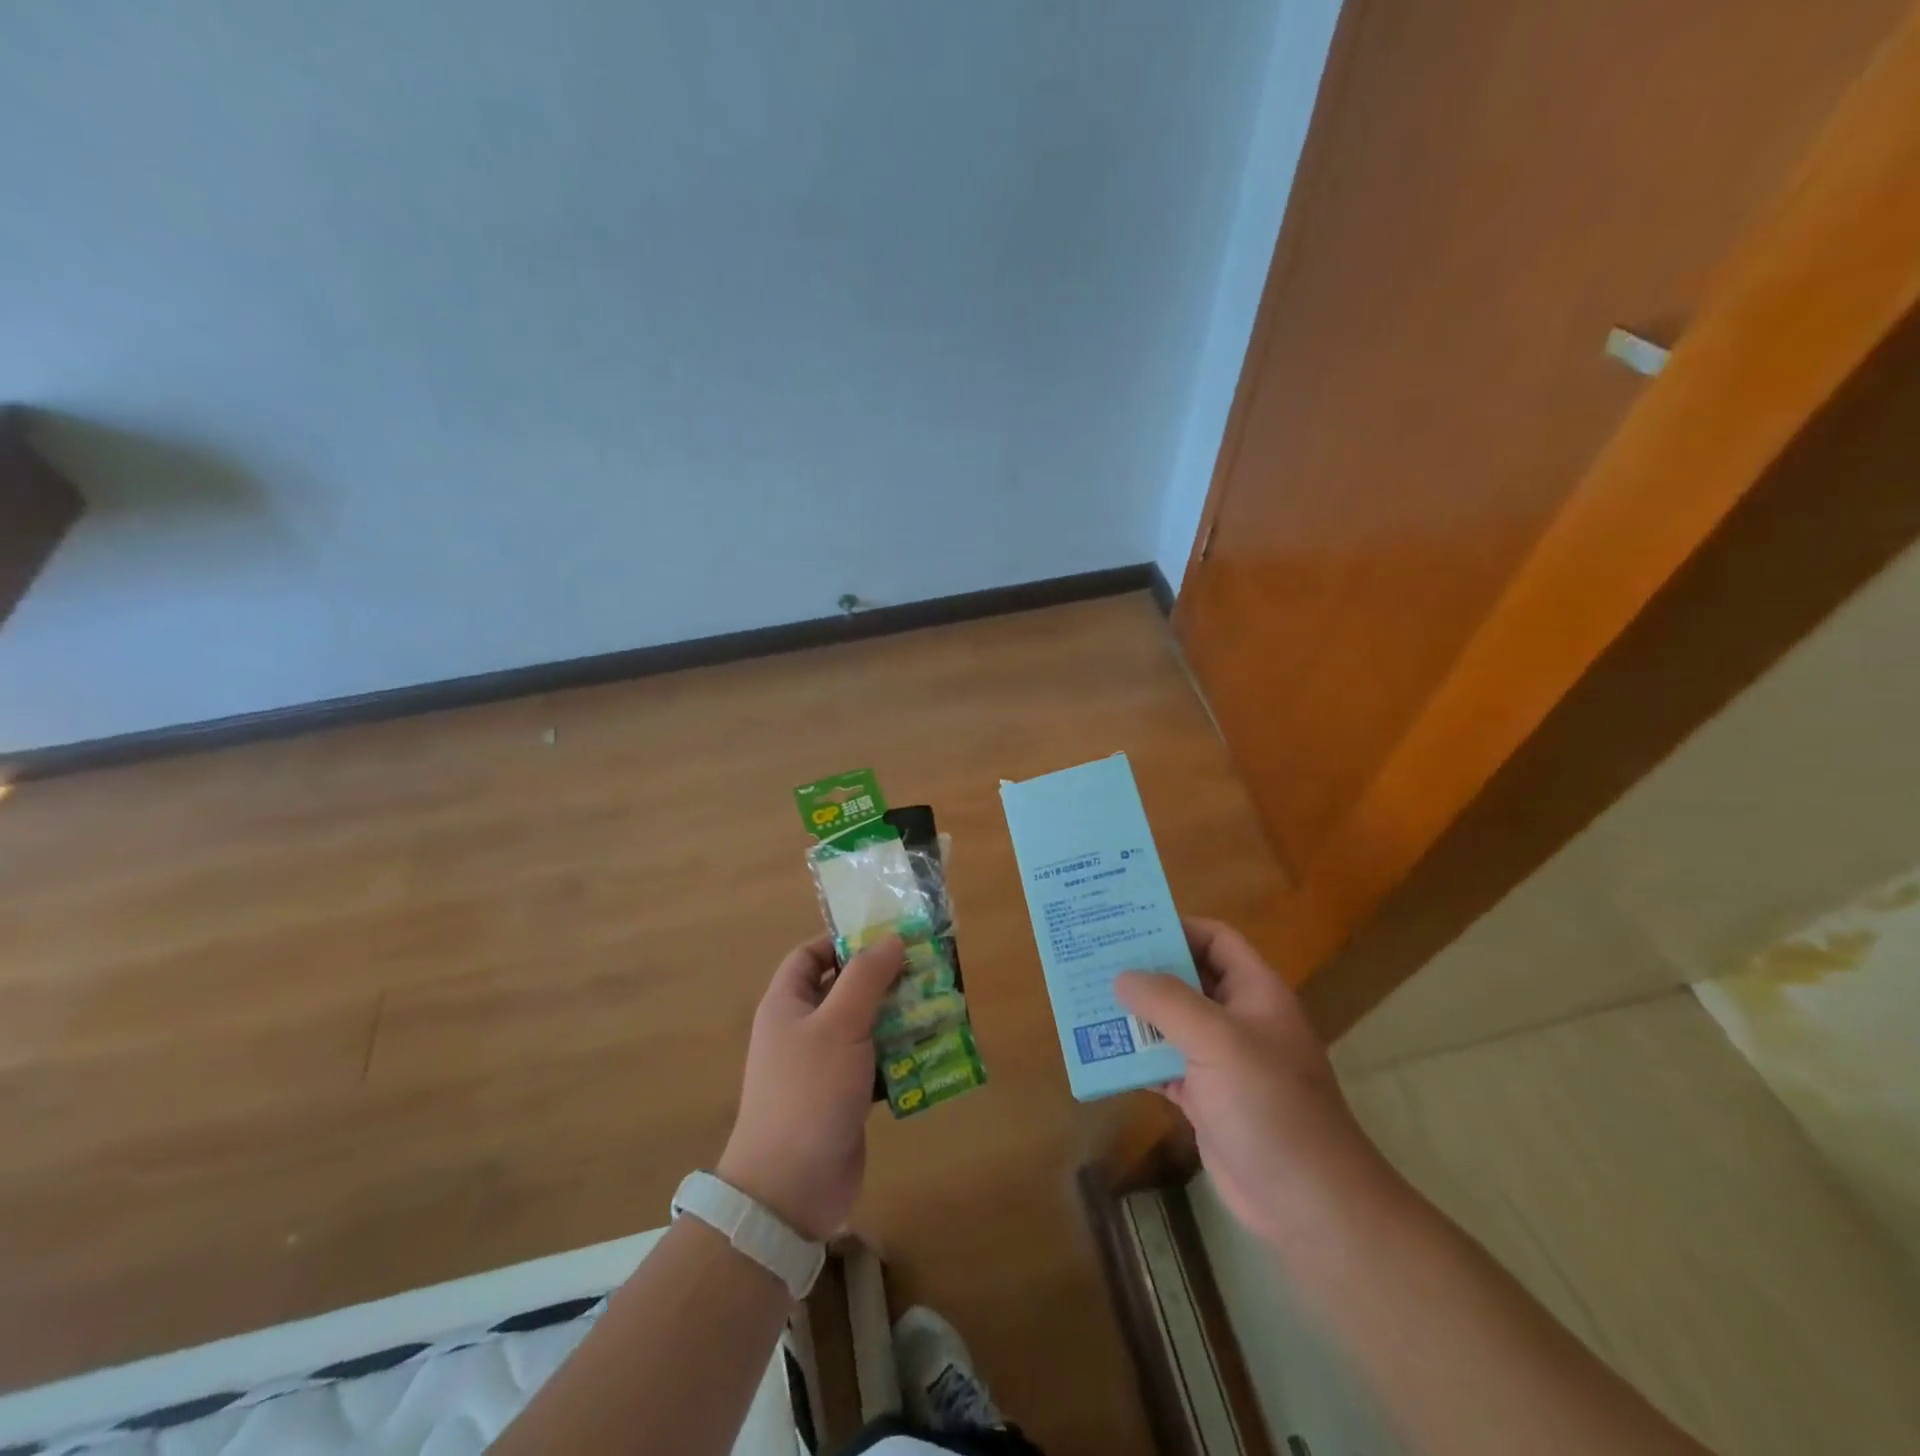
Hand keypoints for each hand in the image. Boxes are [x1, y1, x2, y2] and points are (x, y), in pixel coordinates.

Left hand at [717, 933, 903, 1241]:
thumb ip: (866, 977)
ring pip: (865, 1027)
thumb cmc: (809, 1092)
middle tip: (927, 968)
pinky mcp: (844, 1098)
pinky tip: (933, 1050)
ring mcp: (823, 1066)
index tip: (887, 937)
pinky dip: (900, 1056)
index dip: (844, 941)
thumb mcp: (839, 1024)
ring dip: (898, 1017)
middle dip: (884, 979)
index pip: (810, 955)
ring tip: (939, 1005)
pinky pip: (875, 1064)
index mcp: (787, 1004)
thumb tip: (892, 938)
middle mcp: (802, 1030)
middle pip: (844, 989)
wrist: (790, 1189)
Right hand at [1116, 919, 1391, 1248]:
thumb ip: (1167, 1002)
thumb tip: (1122, 976)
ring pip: (1170, 1023)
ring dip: (1134, 1014)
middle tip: (1095, 958)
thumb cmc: (1270, 1107)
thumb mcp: (1218, 1041)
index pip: (1216, 939)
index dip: (1177, 927)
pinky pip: (1163, 1065)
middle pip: (1187, 979)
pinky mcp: (1205, 1099)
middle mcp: (1238, 1020)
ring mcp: (1221, 1062)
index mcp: (1255, 993)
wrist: (1308, 1205)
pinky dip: (1136, 1058)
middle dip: (1145, 970)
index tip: (1129, 926)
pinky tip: (1101, 1051)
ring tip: (1087, 999)